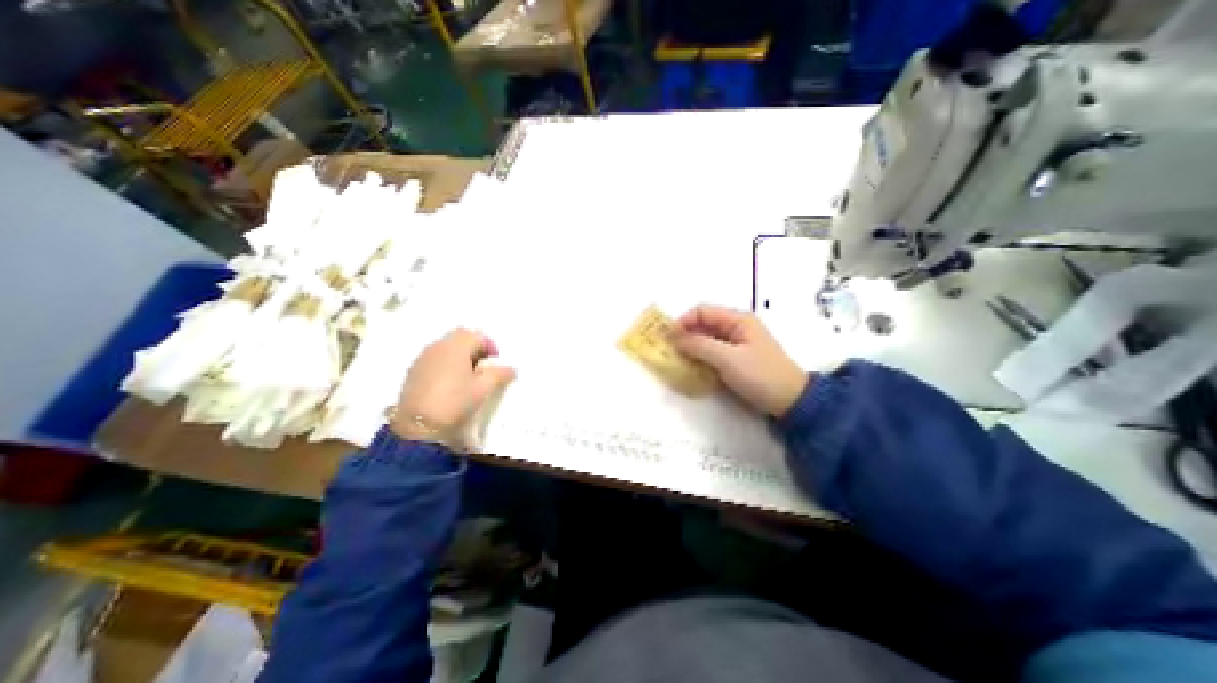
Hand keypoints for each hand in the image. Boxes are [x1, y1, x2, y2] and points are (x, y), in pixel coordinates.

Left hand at [392, 329, 515, 445]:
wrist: (418, 428)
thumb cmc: (455, 401)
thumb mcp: (484, 388)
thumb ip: (500, 374)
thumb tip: (510, 368)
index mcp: (455, 346)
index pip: (477, 335)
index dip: (490, 346)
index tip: (496, 363)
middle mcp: (437, 347)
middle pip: (460, 338)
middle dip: (474, 349)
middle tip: (484, 367)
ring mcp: (422, 359)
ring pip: (445, 349)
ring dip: (459, 357)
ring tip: (467, 378)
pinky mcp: (412, 373)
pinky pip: (434, 360)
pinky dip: (445, 366)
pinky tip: (450, 385)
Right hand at [676, 304, 804, 415]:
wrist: (790, 401)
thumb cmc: (760, 375)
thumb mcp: (728, 359)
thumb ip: (700, 346)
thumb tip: (675, 339)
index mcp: (737, 319)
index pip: (702, 311)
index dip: (683, 321)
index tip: (668, 338)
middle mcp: (736, 327)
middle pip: (703, 324)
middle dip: (685, 335)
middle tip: (669, 350)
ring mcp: (736, 344)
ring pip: (706, 339)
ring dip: (691, 348)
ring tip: (677, 360)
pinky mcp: (736, 359)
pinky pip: (712, 353)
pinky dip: (701, 358)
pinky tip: (692, 368)